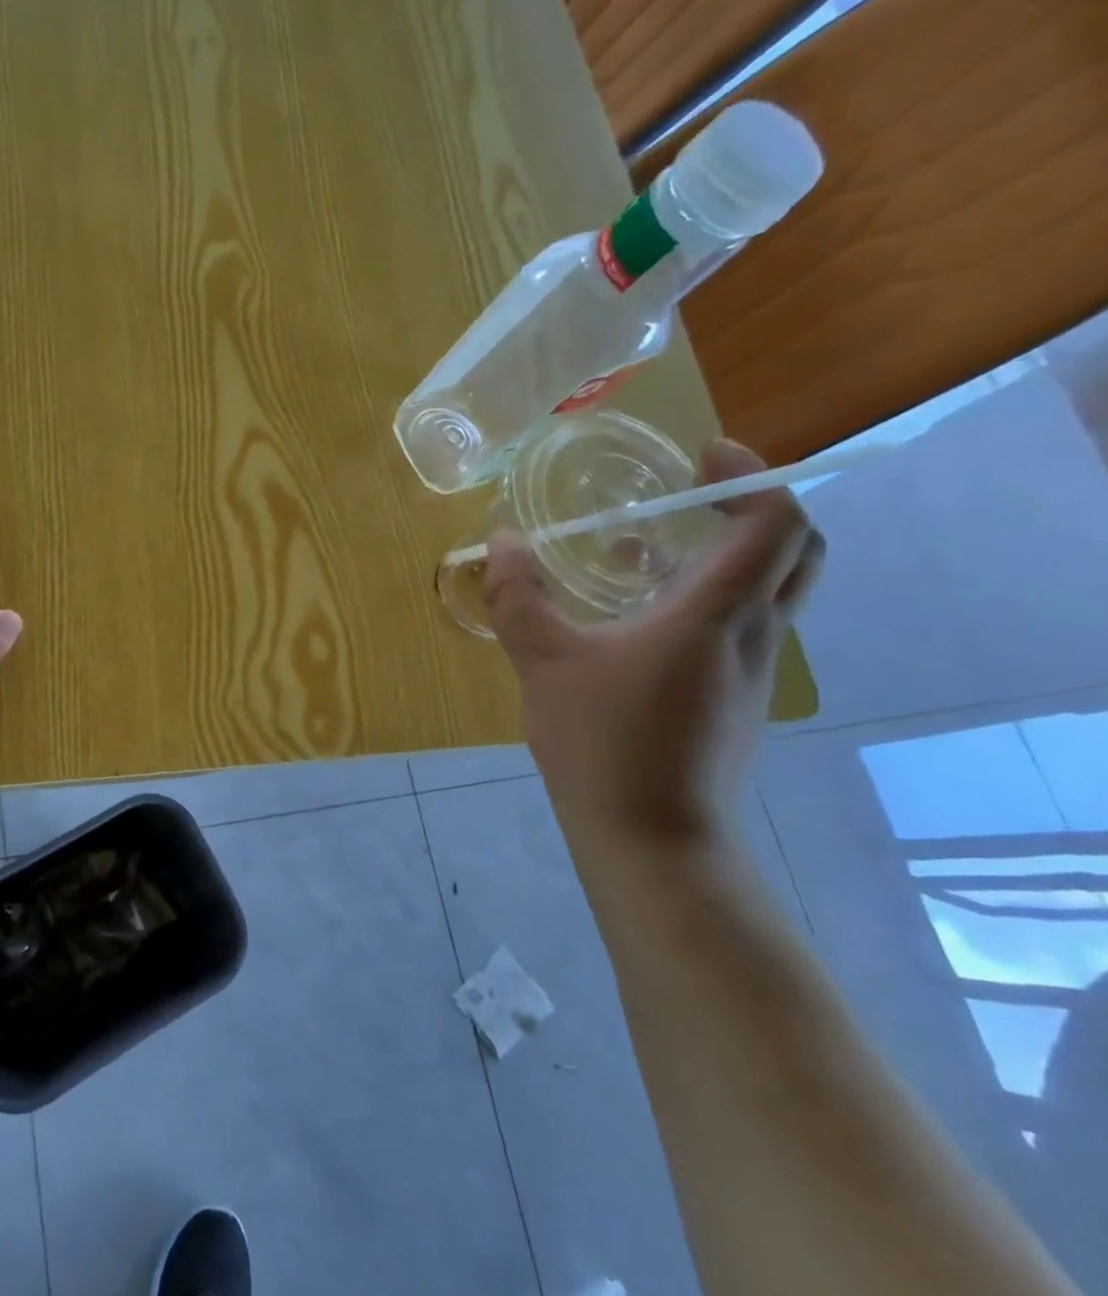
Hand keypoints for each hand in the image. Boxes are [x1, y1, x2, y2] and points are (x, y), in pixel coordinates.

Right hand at [484, 439, 823, 847]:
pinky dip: (703, 600)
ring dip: (721, 556)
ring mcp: (751, 672)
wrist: (652, 838)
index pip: (774, 523)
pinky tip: (634, 620)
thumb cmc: (603, 742)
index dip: (750, 476)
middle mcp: (753, 634)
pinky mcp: (734, 701)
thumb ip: (519, 598)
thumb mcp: (543, 662)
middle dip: (756, 509)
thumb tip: (499, 544)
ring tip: (642, 551)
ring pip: (766, 592)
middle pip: (796, 552)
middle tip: (696, 494)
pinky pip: (738, 627)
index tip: (702, 457)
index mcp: (716, 615)